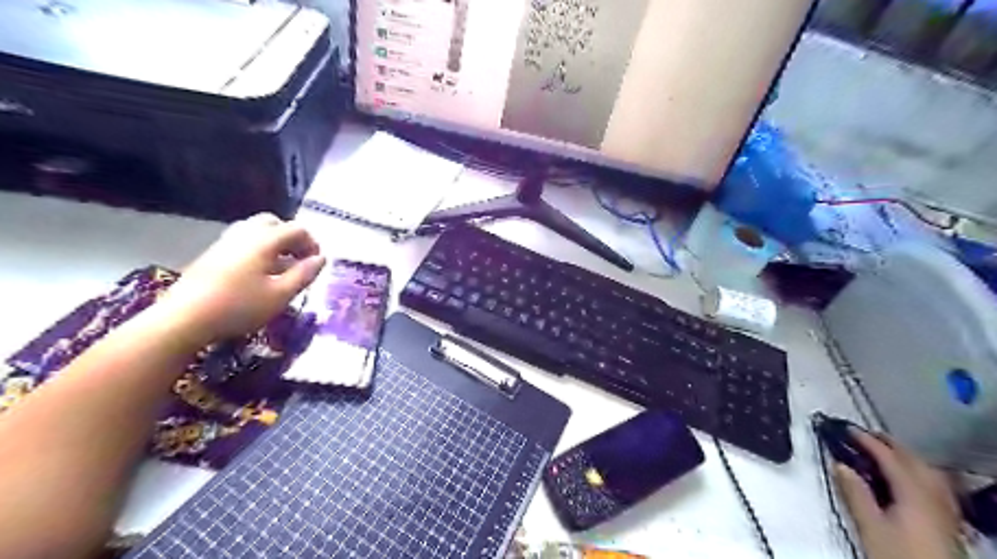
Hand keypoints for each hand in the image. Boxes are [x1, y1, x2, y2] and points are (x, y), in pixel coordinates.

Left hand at [155, 212, 327, 344]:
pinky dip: (258, 249)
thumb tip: (321, 259)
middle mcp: (245, 234)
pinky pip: (243, 241)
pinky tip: (259, 273)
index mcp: (264, 240)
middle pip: (274, 223)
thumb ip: (304, 274)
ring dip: (275, 243)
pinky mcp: (212, 254)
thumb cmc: (239, 307)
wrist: (183, 319)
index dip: (312, 243)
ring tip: (281, 267)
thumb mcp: (281, 295)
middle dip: (292, 238)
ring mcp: (225, 242)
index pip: (297, 229)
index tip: (317, 264)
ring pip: (256, 230)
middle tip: (299, 260)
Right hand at [835, 432, 965, 558]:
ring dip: (906, 457)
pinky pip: (936, 485)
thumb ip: (855, 493)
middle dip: (890, 445)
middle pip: (914, 462)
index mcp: (913, 493)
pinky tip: (911, 478)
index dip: (868, 441)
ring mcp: (945, 508)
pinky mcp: (948, 521)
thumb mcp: (869, 525)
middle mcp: (934, 496)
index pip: (890, 458)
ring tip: (886, 452)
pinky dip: (919, 472)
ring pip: (928, 472)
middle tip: (865, 435)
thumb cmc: (897, 554)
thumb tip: (839, 464)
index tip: (847, 429)